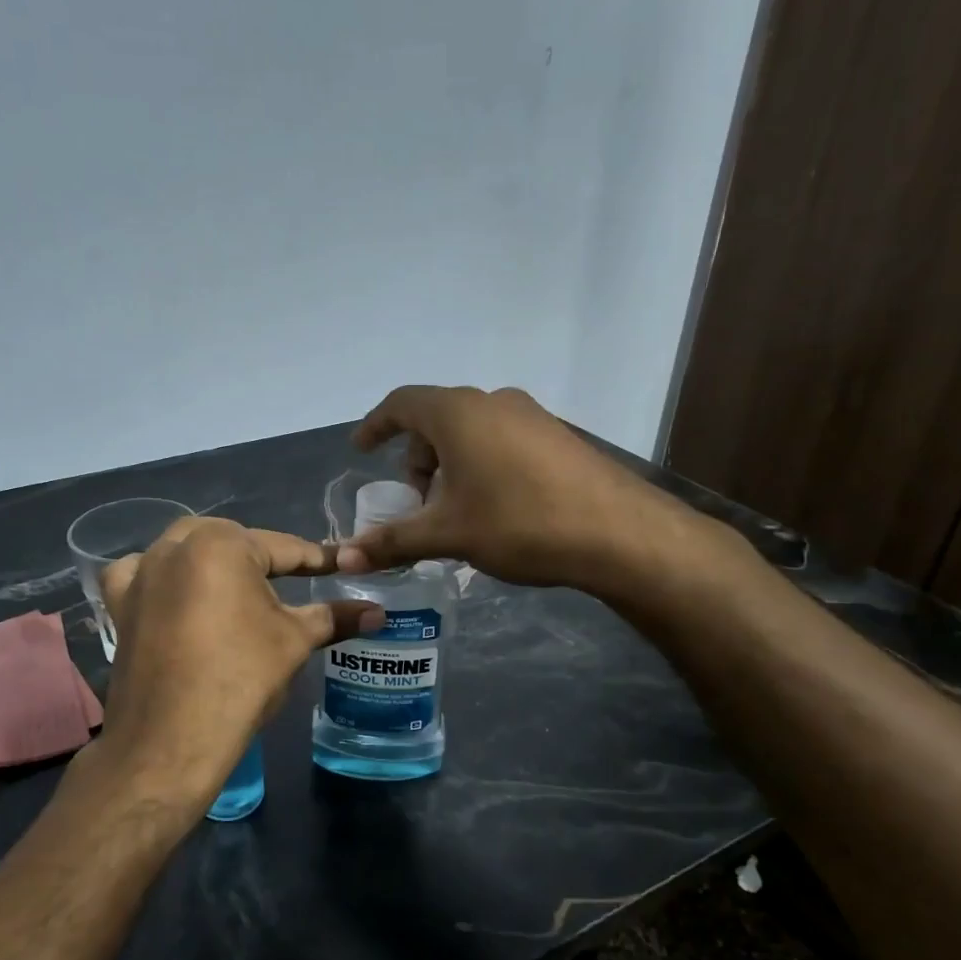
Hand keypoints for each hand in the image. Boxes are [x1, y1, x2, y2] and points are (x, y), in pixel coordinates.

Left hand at [95, 517, 382, 808]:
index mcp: (220, 543)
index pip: (283, 548)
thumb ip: (334, 617)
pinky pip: (141, 577)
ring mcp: (140, 574)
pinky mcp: (119, 604)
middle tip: (291, 583)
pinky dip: (161, 580)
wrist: (170, 740)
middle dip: (261, 559)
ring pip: (186, 553)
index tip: (341, 564)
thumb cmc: (241, 679)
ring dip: (214, 564)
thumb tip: (378, 612)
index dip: (316, 559)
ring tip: (238, 591)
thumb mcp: (294, 641)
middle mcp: (174, 545)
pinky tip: (174, 596)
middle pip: (231, 543)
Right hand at [336, 385, 693, 587]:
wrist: (617, 532)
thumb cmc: (518, 523)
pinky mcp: (557, 436)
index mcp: (458, 412)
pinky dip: (482, 464)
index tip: (361, 449)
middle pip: (437, 419)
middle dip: (417, 458)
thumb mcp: (448, 534)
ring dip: (451, 464)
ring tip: (455, 510)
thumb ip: (392, 542)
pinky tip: (495, 507)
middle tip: (416, 500)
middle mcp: (493, 401)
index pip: (401, 404)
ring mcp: (531, 416)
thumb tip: (343, 559)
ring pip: (472, 431)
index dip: (376, 425)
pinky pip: (502, 440)